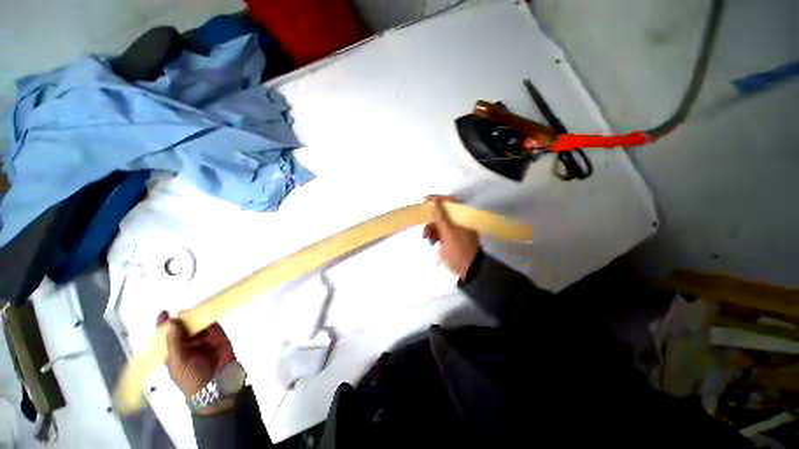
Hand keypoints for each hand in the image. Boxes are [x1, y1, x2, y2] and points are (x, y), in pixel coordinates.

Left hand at [156, 311, 236, 414]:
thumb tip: (171, 321)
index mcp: (173, 351)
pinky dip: (212, 318)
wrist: (215, 385)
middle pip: (183, 327)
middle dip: (183, 318)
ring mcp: (204, 340)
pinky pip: (215, 325)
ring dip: (198, 317)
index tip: (164, 312)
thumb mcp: (178, 362)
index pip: (166, 336)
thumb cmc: (190, 377)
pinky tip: (210, 313)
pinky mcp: (219, 337)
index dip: (164, 324)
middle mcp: (187, 344)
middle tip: (185, 312)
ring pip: (199, 324)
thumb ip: (174, 342)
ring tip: (198, 310)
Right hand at [422, 195, 479, 278]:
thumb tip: (435, 202)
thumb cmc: (459, 249)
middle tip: (424, 225)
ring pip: (438, 224)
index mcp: (461, 217)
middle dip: (431, 219)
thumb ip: (441, 217)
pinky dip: (433, 236)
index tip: (425, 200)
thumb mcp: (449, 233)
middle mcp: (458, 221)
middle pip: (441, 214)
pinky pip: (439, 233)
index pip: (450, 202)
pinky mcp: (449, 239)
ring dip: (430, 229)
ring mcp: (453, 231)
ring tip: (426, 238)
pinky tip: (432, 242)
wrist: (468, 270)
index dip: (437, 199)